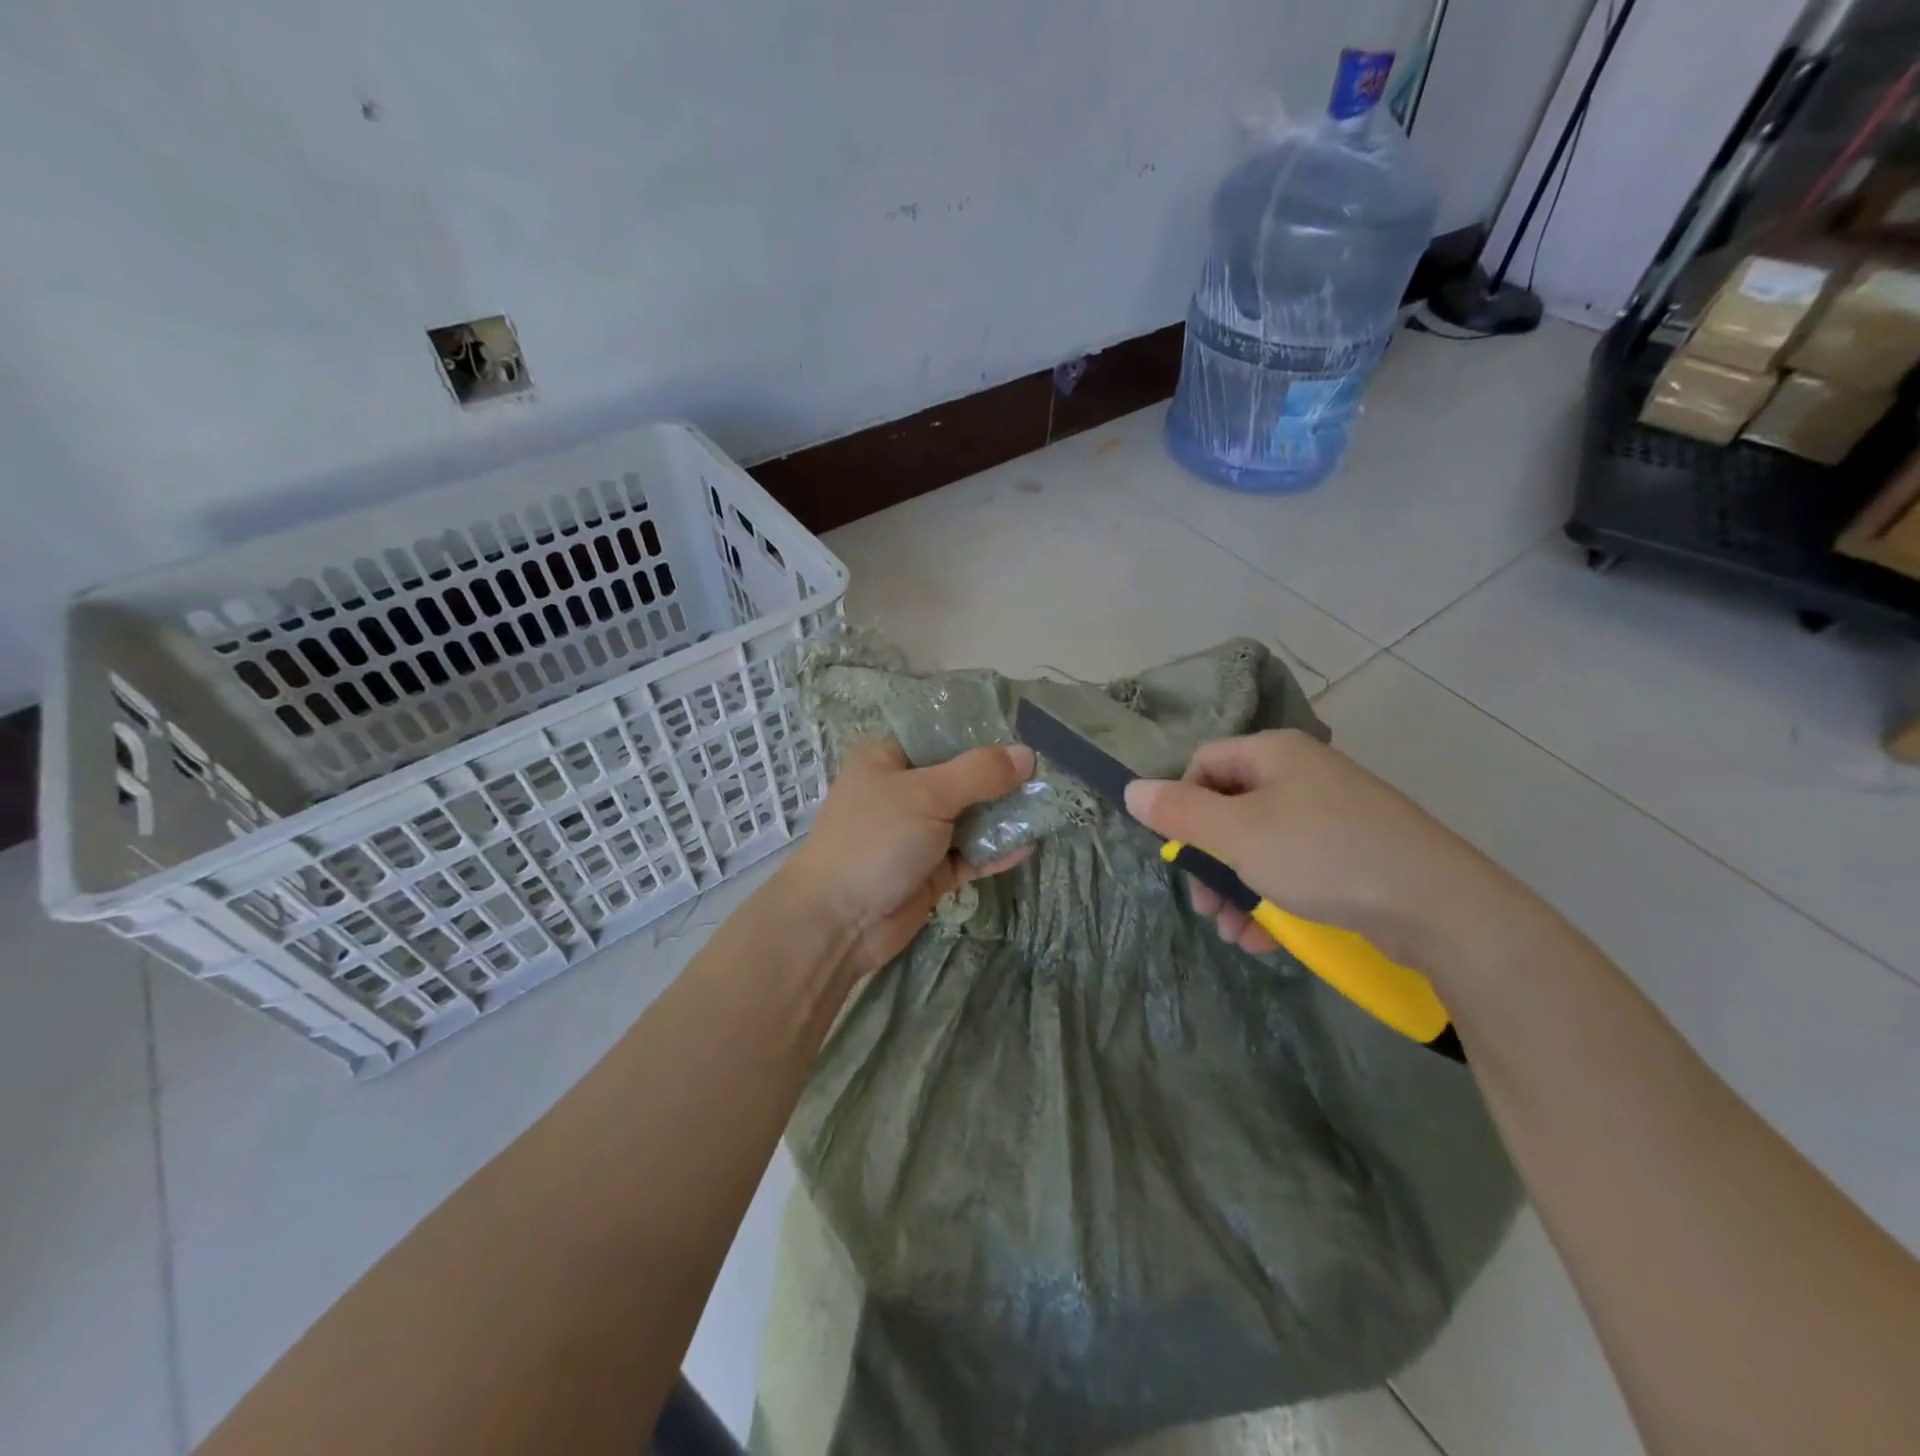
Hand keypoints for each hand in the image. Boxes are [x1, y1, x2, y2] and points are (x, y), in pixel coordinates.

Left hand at [782, 737, 1036, 976]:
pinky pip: (969, 855)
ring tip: (1049, 805)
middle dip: (1001, 778)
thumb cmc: (875, 839)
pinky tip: (1028, 845)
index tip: (1026, 734)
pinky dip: (994, 851)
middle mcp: (903, 790)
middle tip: (1048, 773)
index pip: (941, 734)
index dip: (982, 734)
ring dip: (1002, 815)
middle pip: (961, 776)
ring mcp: (917, 833)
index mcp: (888, 757)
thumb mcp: (927, 795)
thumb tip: (1027, 754)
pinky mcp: (930, 871)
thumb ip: (979, 773)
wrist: (838, 921)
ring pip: (968, 817)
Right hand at [1123, 729, 1520, 969]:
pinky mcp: (1354, 853)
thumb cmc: (1322, 855)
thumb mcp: (1237, 835)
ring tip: (1235, 934)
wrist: (1439, 906)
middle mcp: (1302, 775)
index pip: (1203, 763)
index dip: (1181, 804)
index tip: (1178, 850)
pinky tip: (1267, 939)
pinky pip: (1296, 868)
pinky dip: (1274, 900)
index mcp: (1274, 754)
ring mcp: (1332, 815)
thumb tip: (1131, 789)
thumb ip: (1179, 813)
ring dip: (1237, 891)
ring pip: (1260, 847)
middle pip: (1230, 810)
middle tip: (1205, 906)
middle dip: (1209, 863)